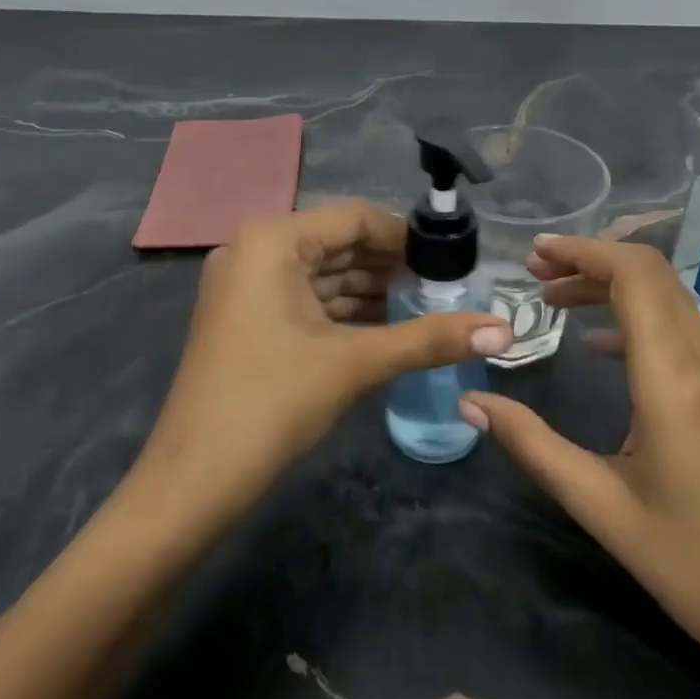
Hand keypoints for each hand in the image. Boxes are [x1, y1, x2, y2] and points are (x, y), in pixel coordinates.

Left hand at [134, 201, 510, 513]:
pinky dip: (344, 311)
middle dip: (391, 266)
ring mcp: (245, 286)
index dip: (406, 238)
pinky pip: (305, 299)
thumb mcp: (356, 363)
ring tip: (425, 309)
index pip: (355, 218)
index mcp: (272, 240)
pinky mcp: (246, 318)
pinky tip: (387, 328)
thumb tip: (505, 331)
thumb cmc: (272, 402)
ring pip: (323, 274)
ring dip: (371, 290)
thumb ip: (430, 339)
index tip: (450, 264)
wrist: (194, 481)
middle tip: (444, 289)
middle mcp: (254, 250)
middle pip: (338, 243)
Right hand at [458, 237, 699, 691]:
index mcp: (674, 379)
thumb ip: (532, 445)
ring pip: (668, 297)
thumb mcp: (599, 505)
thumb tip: (472, 403)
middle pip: (652, 275)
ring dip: (612, 286)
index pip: (635, 276)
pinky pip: (682, 328)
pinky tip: (601, 345)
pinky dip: (637, 316)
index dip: (584, 252)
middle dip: (590, 261)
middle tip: (535, 273)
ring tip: (555, 299)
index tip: (536, 255)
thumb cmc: (691, 562)